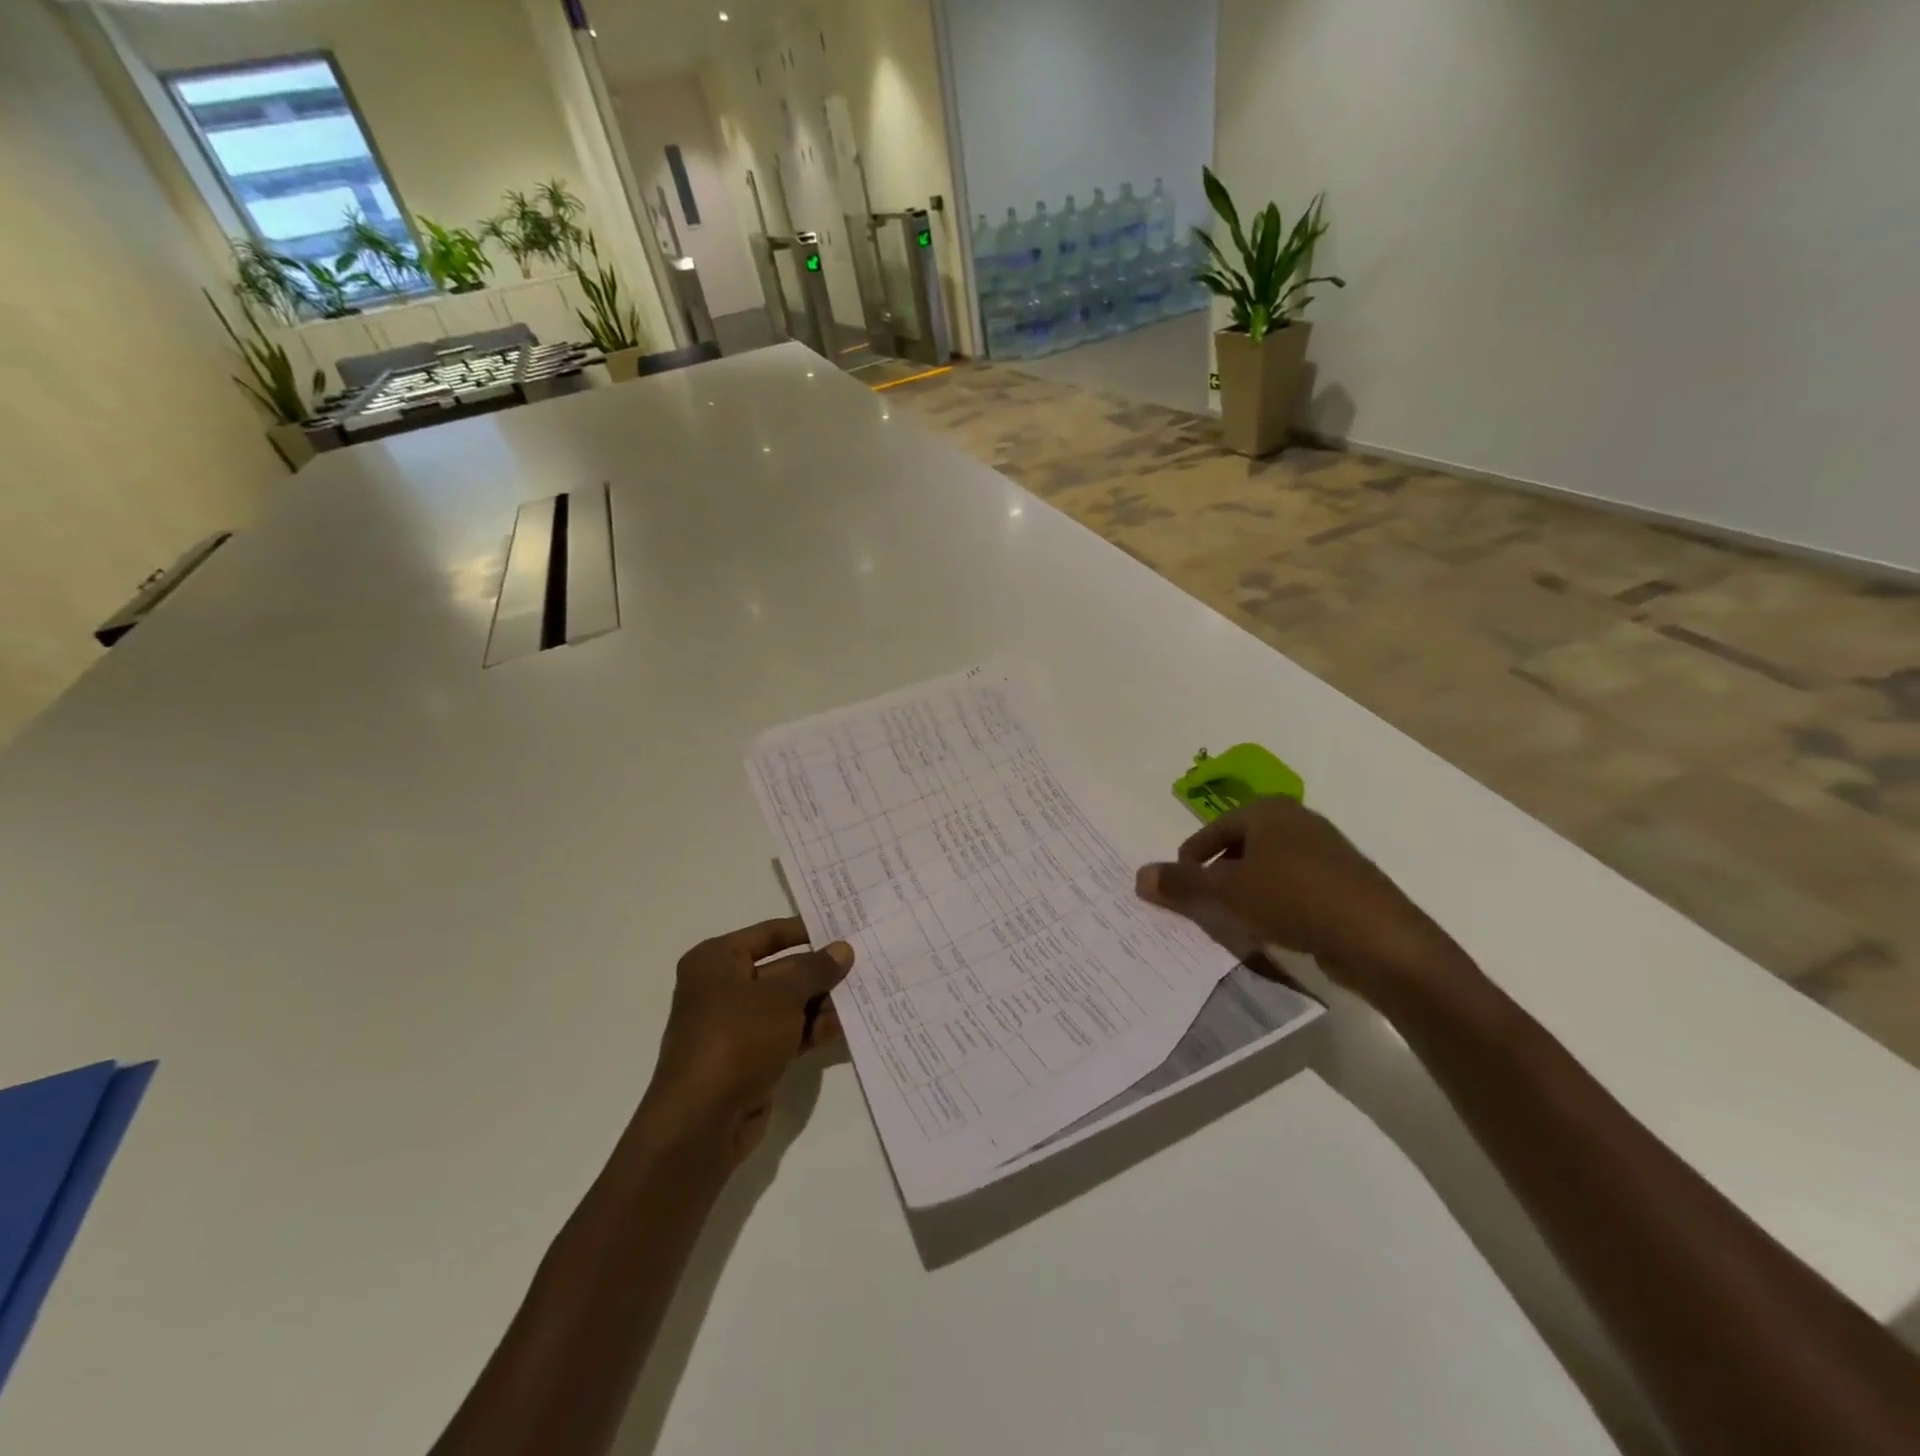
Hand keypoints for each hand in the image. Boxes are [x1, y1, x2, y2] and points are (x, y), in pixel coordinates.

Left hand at [636, 918, 853, 1163]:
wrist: (702, 1122)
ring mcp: (736, 1026)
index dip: (807, 930)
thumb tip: (842, 949)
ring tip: (864, 995)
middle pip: (782, 969)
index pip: (769, 933)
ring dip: (822, 1002)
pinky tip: (846, 1026)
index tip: (845, 927)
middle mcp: (722, 988)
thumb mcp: (782, 996)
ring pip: (788, 1004)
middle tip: (865, 964)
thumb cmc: (737, 1038)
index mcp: (716, 961)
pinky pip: (788, 1033)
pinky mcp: (750, 1058)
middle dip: (820, 971)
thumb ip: (815, 970)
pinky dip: (813, 1029)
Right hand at [1137, 797, 1472, 1007]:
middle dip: (1218, 875)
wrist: (1379, 938)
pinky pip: (1295, 887)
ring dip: (1246, 891)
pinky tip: (1272, 930)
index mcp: (1268, 811)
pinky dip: (1275, 903)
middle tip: (1202, 904)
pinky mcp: (1345, 882)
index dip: (1191, 857)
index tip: (1178, 886)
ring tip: (1233, 920)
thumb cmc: (1294, 899)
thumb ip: (1182, 883)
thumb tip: (1138, 875)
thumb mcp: (1227, 892)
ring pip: (1268, 868)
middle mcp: (1298, 821)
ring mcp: (1326, 851)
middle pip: (1241, 846)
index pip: (1214, 828)